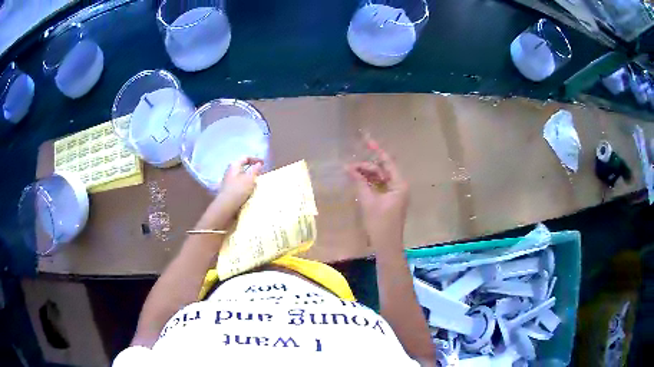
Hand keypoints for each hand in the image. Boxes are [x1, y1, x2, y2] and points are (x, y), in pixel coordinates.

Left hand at [198, 157, 263, 229]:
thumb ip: (255, 170)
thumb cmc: (238, 190)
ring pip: (241, 177)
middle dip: (252, 169)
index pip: (245, 158)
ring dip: (249, 178)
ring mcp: (228, 181)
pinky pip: (239, 185)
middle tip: (260, 173)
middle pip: (242, 167)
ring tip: (257, 183)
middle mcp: (229, 172)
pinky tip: (250, 191)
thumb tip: (259, 163)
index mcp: (234, 165)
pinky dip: (245, 186)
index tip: (263, 163)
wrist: (226, 206)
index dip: (255, 159)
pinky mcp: (228, 191)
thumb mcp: (249, 179)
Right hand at [347, 137, 408, 247]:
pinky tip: (358, 181)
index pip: (387, 161)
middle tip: (348, 167)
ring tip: (350, 173)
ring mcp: (395, 194)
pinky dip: (369, 184)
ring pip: (380, 178)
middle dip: (366, 166)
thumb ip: (360, 182)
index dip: (375, 149)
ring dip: (367, 175)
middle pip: (382, 170)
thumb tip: (348, 168)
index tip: (365, 139)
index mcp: (399, 184)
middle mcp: (399, 186)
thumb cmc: (380, 224)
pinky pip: (379, 187)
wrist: (387, 246)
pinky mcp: (390, 201)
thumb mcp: (369, 201)